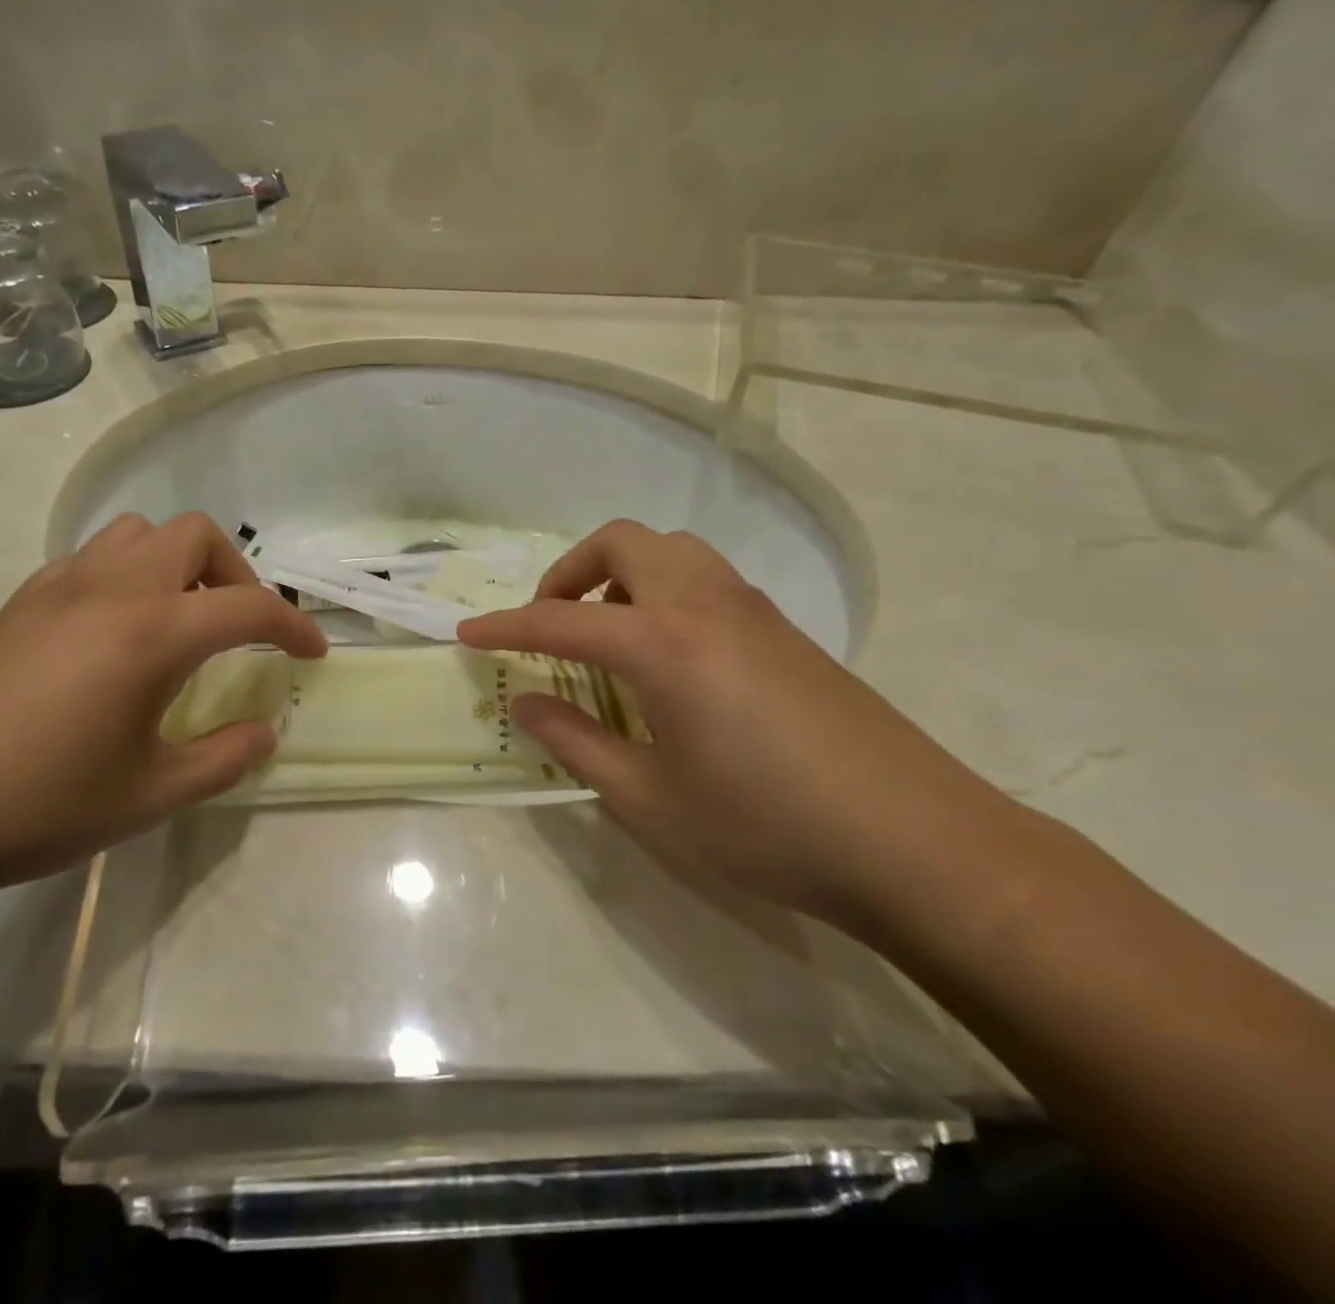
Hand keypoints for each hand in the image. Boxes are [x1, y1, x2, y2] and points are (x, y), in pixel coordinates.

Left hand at [0, 513, 325, 913]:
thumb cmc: (31, 806)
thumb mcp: (146, 797)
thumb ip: (221, 760)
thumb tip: (263, 733)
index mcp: (150, 632)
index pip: (247, 606)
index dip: (293, 626)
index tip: (312, 654)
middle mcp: (109, 589)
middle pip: (194, 536)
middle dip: (236, 574)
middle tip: (241, 631)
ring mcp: (55, 589)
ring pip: (137, 534)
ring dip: (177, 564)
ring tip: (180, 623)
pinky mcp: (15, 604)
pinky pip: (90, 559)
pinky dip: (126, 576)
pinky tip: (114, 637)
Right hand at [458, 520, 1013, 922]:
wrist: (917, 843)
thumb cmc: (766, 826)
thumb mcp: (650, 798)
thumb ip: (576, 742)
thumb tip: (526, 703)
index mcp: (663, 642)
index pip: (561, 619)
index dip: (506, 627)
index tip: (468, 634)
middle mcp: (704, 603)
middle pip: (622, 543)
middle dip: (570, 571)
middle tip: (551, 622)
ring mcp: (752, 609)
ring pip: (671, 550)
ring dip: (622, 573)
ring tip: (608, 633)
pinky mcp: (785, 628)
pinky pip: (705, 578)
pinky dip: (663, 590)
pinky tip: (668, 657)